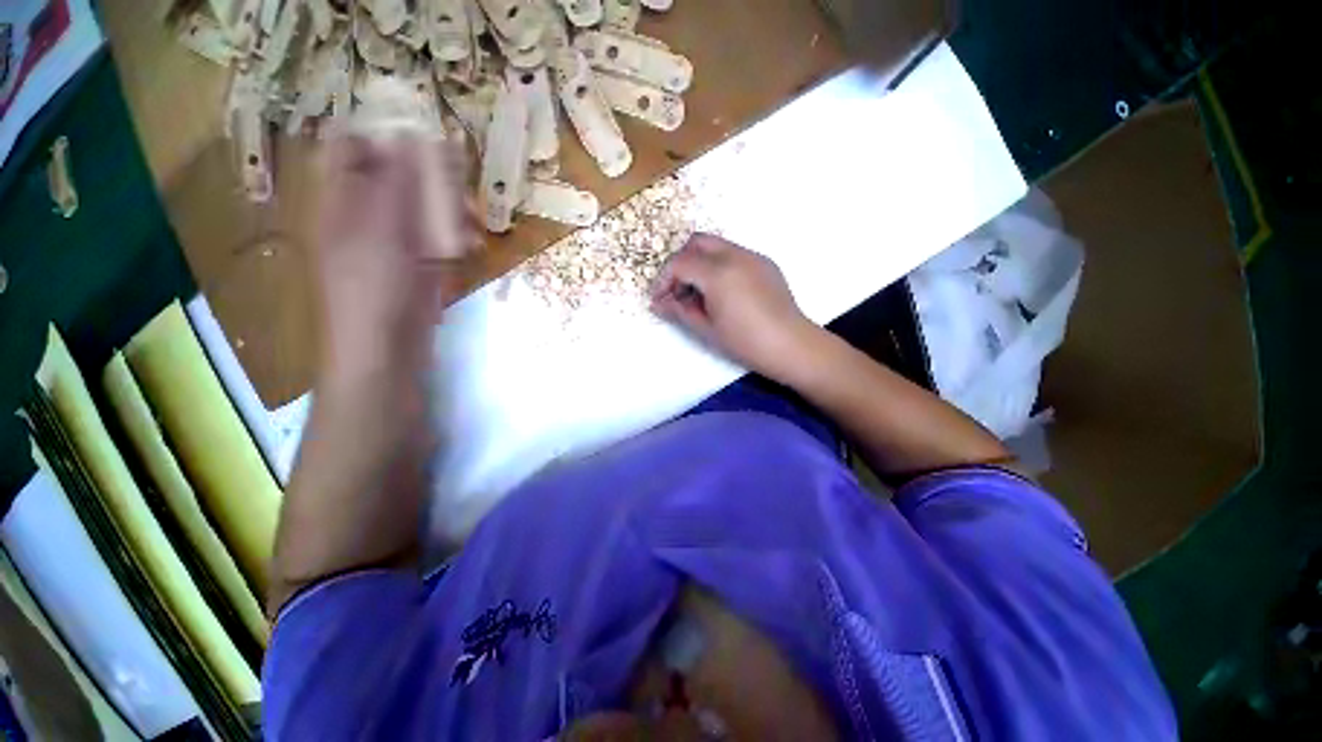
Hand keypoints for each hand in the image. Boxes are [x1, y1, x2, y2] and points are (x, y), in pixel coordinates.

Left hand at [313, 132, 478, 387]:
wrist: (387, 351)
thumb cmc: (375, 289)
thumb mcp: (383, 229)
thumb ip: (398, 181)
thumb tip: (412, 135)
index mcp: (341, 200)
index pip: (351, 148)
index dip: (384, 138)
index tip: (426, 144)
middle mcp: (365, 216)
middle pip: (396, 178)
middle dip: (432, 181)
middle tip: (461, 192)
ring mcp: (393, 244)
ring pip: (423, 210)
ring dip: (450, 214)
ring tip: (471, 228)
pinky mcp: (418, 267)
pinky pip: (436, 240)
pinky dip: (454, 241)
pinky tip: (469, 250)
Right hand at [651, 234, 819, 380]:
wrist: (791, 345)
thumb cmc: (745, 342)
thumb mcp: (707, 328)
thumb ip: (679, 311)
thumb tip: (657, 304)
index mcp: (718, 273)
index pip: (680, 263)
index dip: (663, 280)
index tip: (660, 299)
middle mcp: (736, 255)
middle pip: (696, 242)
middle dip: (681, 262)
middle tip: (678, 290)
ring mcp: (753, 256)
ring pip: (716, 245)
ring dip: (700, 262)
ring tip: (699, 294)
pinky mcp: (765, 263)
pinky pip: (734, 254)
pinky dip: (719, 265)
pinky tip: (722, 292)